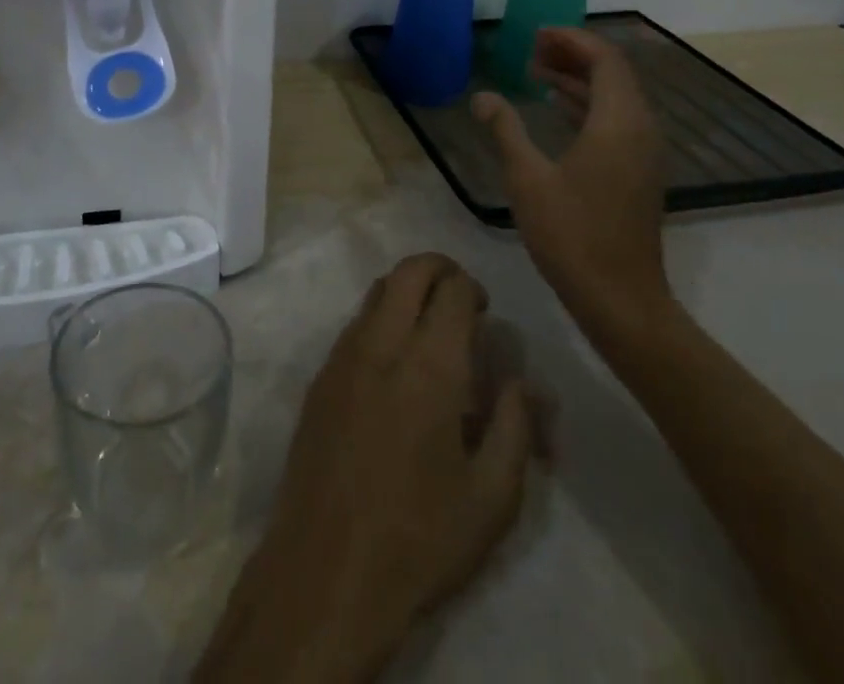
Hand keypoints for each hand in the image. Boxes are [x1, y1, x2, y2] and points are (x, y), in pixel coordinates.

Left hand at [195, 255, 533, 683]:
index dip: (473, 289)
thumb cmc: (419, 540)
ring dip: (406, 290)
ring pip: (376, 291)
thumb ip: (517, 426)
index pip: (451, 289)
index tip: (485, 314)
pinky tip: (394, 366)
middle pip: (408, 271)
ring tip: (429, 329)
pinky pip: (355, 323)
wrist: (324, 574)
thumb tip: (524, 382)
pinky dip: (380, 318)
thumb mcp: (492, 498)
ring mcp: (342, 357)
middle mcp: (381, 344)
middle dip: (439, 269)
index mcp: (429, 366)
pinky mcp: (319, 378)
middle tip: (460, 300)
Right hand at [472, 28, 670, 323]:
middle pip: (613, 73)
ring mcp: (644, 152)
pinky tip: (559, 108)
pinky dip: (589, 104)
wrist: (620, 298)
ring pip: (616, 97)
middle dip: (574, 55)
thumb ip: (506, 130)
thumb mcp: (528, 178)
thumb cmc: (572, 234)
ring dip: (580, 79)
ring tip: (538, 72)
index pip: (604, 60)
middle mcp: (640, 129)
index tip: (536, 34)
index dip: (572, 40)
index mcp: (618, 122)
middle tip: (532, 50)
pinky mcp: (640, 172)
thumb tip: (482, 97)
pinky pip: (618, 119)